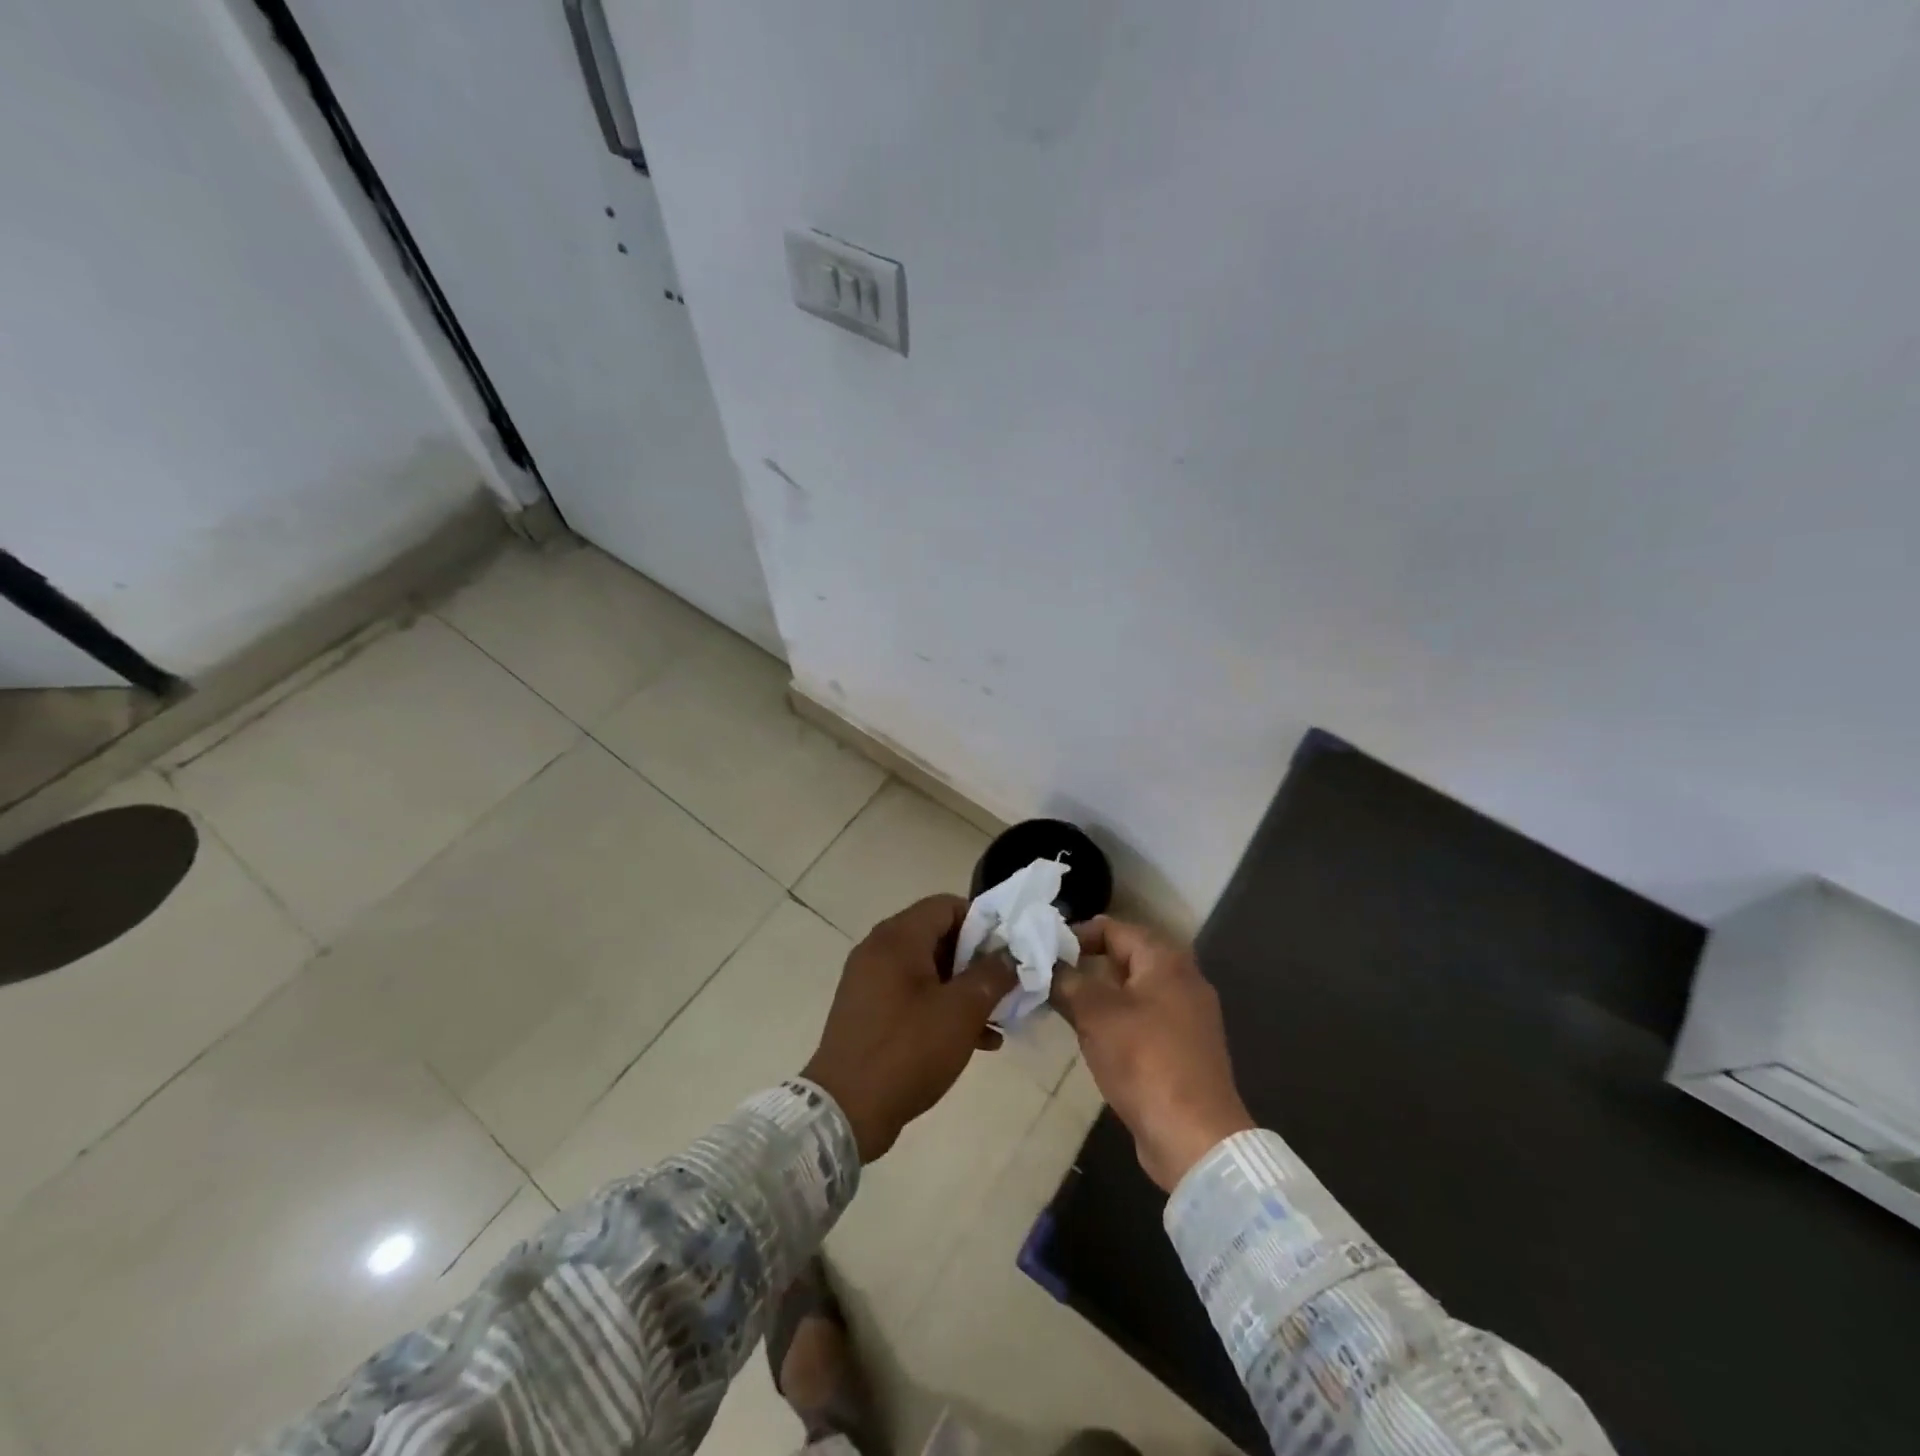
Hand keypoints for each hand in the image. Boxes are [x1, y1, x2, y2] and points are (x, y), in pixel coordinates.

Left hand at [802, 895, 1018, 1162]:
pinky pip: (912, 995)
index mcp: (898, 937)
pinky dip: (941, 1008)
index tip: (1007, 952)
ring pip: (928, 970)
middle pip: (938, 936)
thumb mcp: (962, 1011)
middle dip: (976, 960)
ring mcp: (869, 981)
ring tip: (998, 1020)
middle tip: (1006, 987)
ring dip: (963, 989)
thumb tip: (1009, 955)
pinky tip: (975, 1041)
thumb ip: (992, 975)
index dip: (983, 923)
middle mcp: (879, 949)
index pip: (947, 905)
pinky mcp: (867, 1011)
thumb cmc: (908, 1050)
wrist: (845, 1111)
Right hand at [1051, 917, 1253, 1191]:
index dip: (1077, 934)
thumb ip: (1068, 981)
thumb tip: (1049, 965)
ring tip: (1062, 1005)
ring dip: (1098, 994)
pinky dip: (1116, 1019)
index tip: (1045, 951)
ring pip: (1133, 990)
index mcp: (1166, 960)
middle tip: (1049, 976)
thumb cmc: (1144, 1061)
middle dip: (1086, 964)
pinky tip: (1091, 1036)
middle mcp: (1182, 979)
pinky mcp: (1184, 1048)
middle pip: (1125, 957)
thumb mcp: (1095, 1014)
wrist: (1194, 1136)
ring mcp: (1187, 1016)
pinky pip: (1144, 1019)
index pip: (1114, 928)